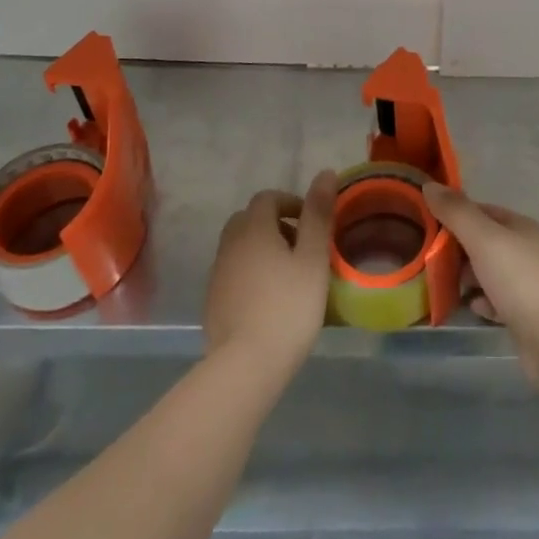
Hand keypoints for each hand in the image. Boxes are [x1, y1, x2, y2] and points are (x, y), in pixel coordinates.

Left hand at [204, 170, 338, 377]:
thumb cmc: (288, 306)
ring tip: (286, 274)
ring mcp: (217, 273)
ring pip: (238, 246)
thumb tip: (326, 173)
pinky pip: (232, 272)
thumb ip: (318, 214)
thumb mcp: (313, 258)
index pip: (267, 198)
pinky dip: (249, 272)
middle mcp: (230, 244)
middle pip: (248, 219)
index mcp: (254, 228)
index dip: (291, 202)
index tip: (311, 223)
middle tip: (299, 246)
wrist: (246, 365)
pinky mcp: (212, 301)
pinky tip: (267, 298)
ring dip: (260, 248)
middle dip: (273, 224)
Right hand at [422, 183, 538, 384]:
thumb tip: (429, 185)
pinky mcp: (526, 316)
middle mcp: (527, 251)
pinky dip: (482, 303)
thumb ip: (456, 212)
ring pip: (490, 274)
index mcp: (521, 227)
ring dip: (468, 277)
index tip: (427, 222)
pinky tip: (469, 307)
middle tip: (427, 257)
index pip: (483, 211)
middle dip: (458, 249)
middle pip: (485, 243)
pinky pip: (497, 303)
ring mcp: (528, 285)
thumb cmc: (519, 278)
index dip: (456, 214)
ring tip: (439, 283)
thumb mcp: (483, 238)